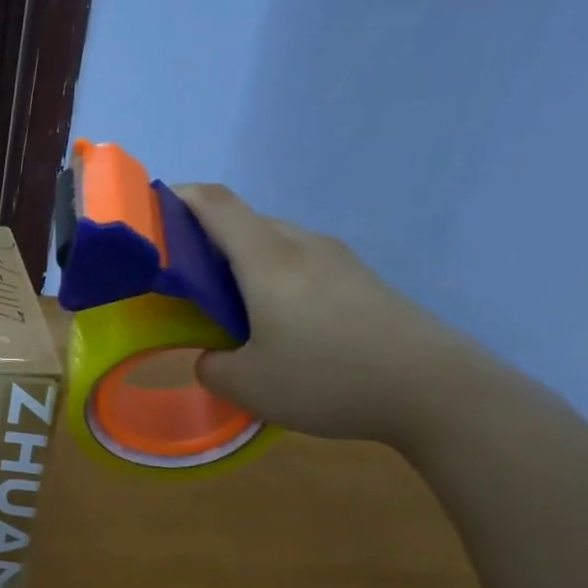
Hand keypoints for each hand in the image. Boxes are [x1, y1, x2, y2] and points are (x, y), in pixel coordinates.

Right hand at [176, 184, 485, 446]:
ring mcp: (338, 260)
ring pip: (274, 244)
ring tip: (230, 308)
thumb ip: (212, 367)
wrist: (437, 390)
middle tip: (184, 281)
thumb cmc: (329, 378)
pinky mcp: (362, 280)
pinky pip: (301, 264)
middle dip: (205, 241)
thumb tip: (212, 356)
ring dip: (242, 264)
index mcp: (267, 259)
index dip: (178, 197)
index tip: (150, 212)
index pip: (215, 204)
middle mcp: (302, 245)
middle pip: (244, 223)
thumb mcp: (249, 386)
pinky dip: (274, 280)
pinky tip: (278, 324)